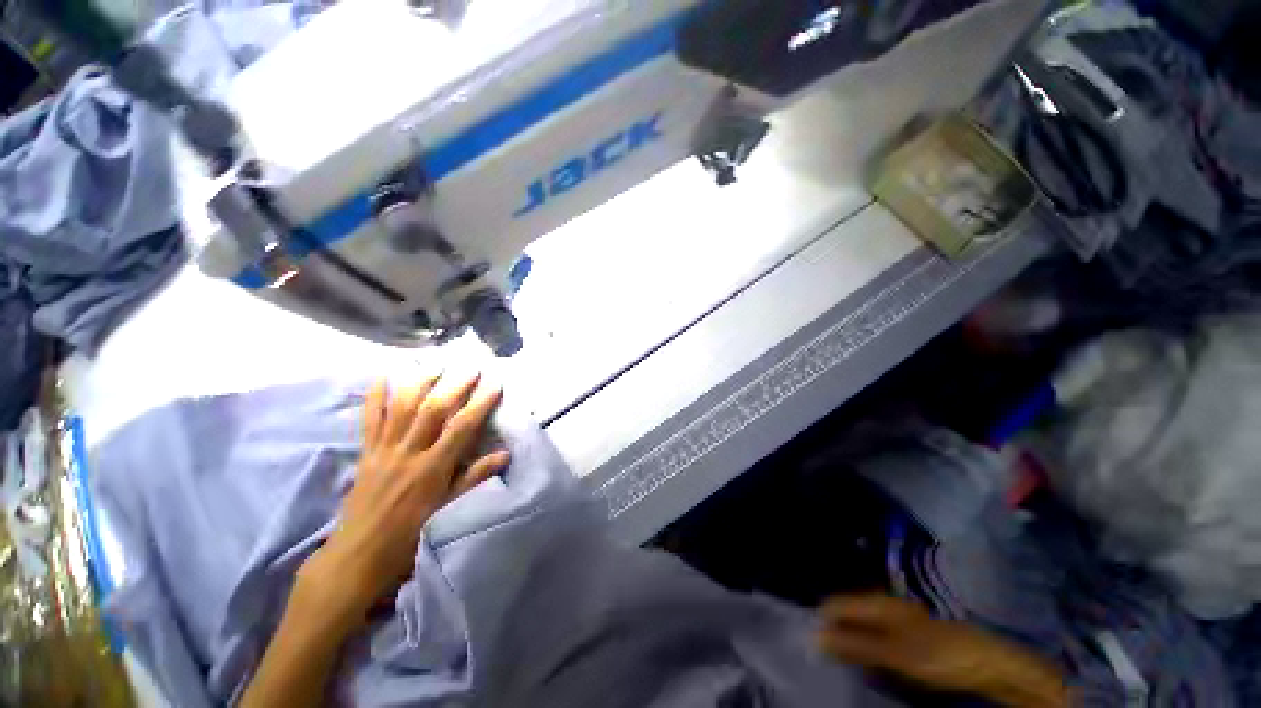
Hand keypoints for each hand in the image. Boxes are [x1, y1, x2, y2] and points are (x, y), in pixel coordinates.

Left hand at [300, 374, 509, 624]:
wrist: (357, 557)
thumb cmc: (408, 538)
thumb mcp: (447, 511)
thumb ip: (473, 478)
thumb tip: (504, 455)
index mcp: (431, 469)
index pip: (461, 428)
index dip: (480, 404)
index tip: (495, 386)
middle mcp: (408, 453)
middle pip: (432, 411)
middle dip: (454, 386)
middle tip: (470, 368)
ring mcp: (384, 451)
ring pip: (402, 409)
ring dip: (420, 383)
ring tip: (435, 365)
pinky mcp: (366, 454)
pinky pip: (370, 421)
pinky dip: (375, 397)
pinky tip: (382, 378)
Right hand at [816, 594, 1070, 707]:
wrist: (985, 661)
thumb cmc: (936, 654)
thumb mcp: (893, 653)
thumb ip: (854, 644)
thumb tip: (815, 637)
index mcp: (875, 601)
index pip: (834, 604)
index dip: (821, 622)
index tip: (811, 646)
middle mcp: (880, 603)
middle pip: (846, 614)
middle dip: (834, 634)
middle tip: (827, 659)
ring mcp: (894, 617)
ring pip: (859, 626)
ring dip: (849, 643)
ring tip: (845, 664)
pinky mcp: (904, 633)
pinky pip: (874, 636)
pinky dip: (866, 649)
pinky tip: (869, 663)